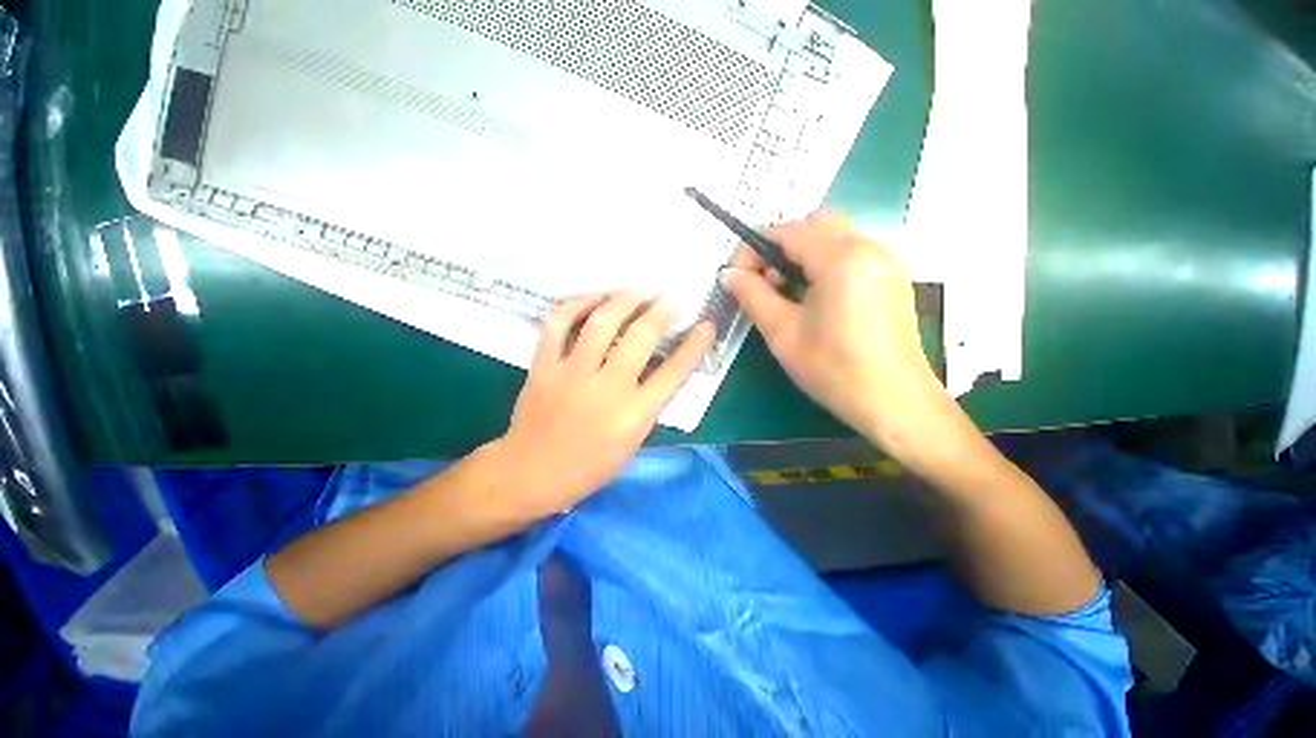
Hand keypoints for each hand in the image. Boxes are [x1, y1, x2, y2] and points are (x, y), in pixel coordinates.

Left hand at [490, 292, 713, 518]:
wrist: (530, 473)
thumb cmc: (589, 466)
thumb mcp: (632, 441)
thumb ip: (649, 402)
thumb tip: (659, 364)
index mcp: (634, 415)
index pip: (674, 372)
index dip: (695, 345)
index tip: (706, 325)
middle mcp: (607, 389)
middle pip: (641, 337)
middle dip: (662, 311)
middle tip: (670, 297)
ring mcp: (572, 373)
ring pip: (601, 322)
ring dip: (624, 299)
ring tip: (638, 289)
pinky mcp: (543, 366)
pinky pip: (558, 324)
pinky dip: (576, 304)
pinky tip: (593, 297)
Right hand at [724, 210, 950, 450]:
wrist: (894, 402)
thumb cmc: (833, 369)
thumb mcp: (782, 332)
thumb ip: (752, 295)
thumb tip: (729, 274)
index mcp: (841, 258)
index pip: (787, 231)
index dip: (754, 249)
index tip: (738, 277)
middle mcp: (869, 246)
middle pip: (813, 224)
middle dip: (780, 247)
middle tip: (766, 283)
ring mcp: (887, 260)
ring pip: (834, 236)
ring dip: (802, 255)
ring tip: (789, 294)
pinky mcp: (893, 276)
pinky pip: (851, 252)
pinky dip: (825, 263)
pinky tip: (817, 298)